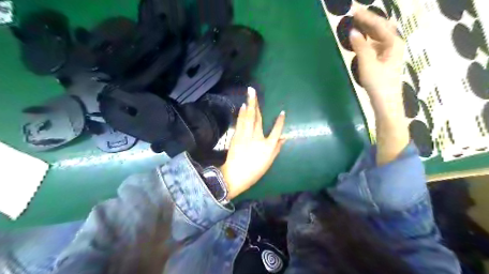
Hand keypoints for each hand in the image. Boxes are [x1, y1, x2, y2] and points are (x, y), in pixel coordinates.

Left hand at [219, 87, 284, 198]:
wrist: (235, 176)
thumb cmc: (254, 171)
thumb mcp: (268, 162)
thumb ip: (277, 149)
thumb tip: (284, 138)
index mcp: (267, 146)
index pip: (276, 131)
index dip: (280, 121)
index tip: (282, 112)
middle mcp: (257, 138)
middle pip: (258, 118)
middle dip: (256, 104)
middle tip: (254, 91)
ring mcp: (246, 136)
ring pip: (248, 118)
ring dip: (249, 105)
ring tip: (249, 93)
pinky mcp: (236, 136)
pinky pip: (240, 123)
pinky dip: (241, 114)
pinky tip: (242, 106)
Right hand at [349, 8, 409, 165]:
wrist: (386, 103)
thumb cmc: (378, 84)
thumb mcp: (367, 64)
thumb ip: (361, 46)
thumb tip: (354, 31)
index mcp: (394, 43)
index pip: (379, 24)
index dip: (366, 16)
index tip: (353, 10)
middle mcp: (395, 45)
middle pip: (382, 27)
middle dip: (368, 20)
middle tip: (354, 15)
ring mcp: (391, 53)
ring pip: (379, 36)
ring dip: (368, 29)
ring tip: (356, 25)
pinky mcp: (385, 61)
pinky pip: (376, 45)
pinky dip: (368, 40)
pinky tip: (360, 42)